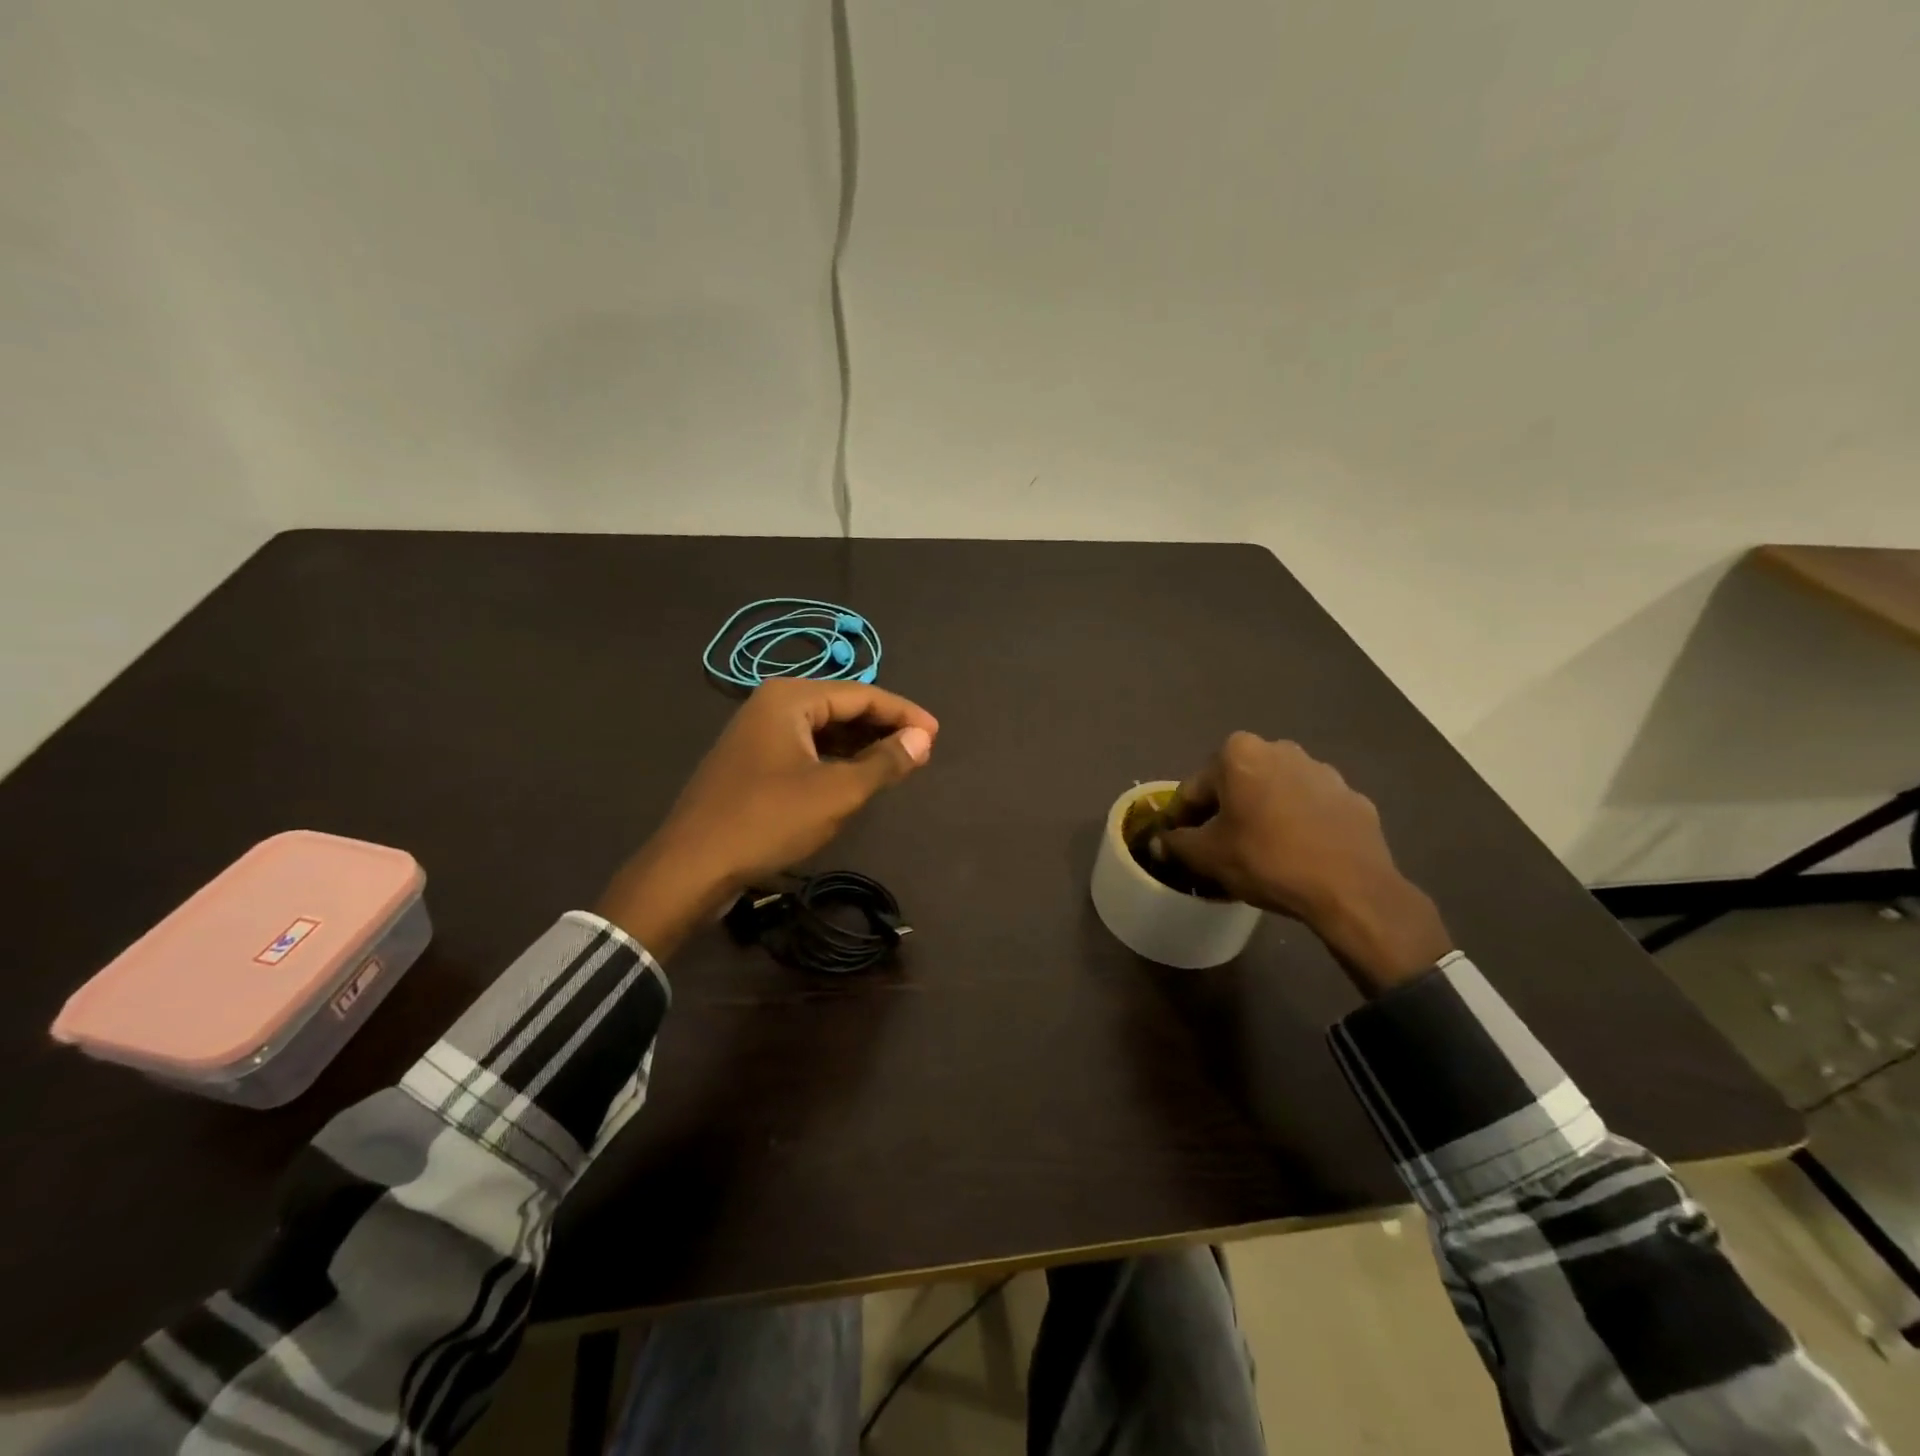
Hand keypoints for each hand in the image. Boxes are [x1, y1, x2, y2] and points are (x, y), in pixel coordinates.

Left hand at [596, 680, 937, 957]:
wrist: (691, 866)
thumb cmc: (768, 821)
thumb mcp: (837, 792)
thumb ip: (884, 762)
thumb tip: (923, 739)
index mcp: (790, 698)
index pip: (862, 693)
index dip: (903, 714)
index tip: (936, 735)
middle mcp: (771, 704)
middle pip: (841, 706)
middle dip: (882, 728)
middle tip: (920, 751)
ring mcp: (757, 733)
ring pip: (823, 729)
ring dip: (861, 745)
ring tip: (896, 765)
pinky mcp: (751, 761)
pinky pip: (805, 748)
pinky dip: (835, 759)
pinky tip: (854, 777)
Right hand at [1157, 734, 1451, 993]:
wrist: (1352, 889)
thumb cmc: (1267, 860)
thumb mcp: (1207, 856)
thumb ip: (1176, 844)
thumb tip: (1158, 842)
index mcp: (1239, 754)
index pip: (1194, 789)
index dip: (1183, 819)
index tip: (1181, 844)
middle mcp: (1280, 749)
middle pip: (1236, 784)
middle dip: (1225, 811)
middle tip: (1220, 848)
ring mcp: (1322, 771)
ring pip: (1275, 793)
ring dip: (1262, 814)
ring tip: (1261, 853)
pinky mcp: (1352, 796)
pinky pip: (1311, 808)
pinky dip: (1298, 824)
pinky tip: (1298, 854)